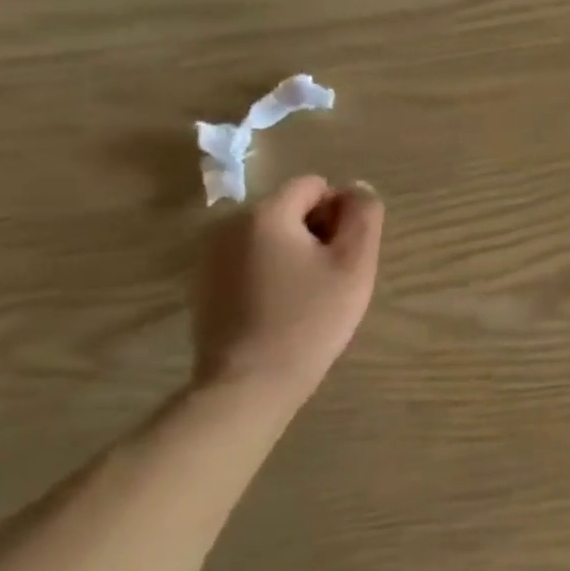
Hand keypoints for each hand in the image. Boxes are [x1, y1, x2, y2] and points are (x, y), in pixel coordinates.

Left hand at [191, 175, 383, 402]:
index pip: (314, 186)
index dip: (340, 213)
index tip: (344, 254)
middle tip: (331, 278)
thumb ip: (363, 215)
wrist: (249, 384)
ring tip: (308, 296)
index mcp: (266, 214)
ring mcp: (211, 257)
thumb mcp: (354, 263)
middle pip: (290, 209)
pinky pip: (251, 262)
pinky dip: (272, 274)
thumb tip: (357, 188)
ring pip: (271, 237)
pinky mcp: (205, 286)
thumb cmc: (310, 319)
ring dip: (295, 254)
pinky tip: (281, 310)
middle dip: (317, 233)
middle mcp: (230, 225)